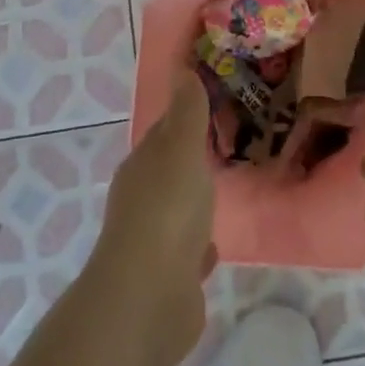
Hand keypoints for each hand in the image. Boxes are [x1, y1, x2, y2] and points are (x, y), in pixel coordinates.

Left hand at [91, 73, 217, 361]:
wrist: (149, 297)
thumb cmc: (166, 211)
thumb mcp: (181, 149)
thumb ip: (186, 112)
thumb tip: (182, 68)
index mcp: (142, 166)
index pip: (163, 132)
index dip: (183, 117)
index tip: (209, 106)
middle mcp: (140, 200)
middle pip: (168, 171)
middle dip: (188, 160)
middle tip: (224, 146)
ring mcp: (151, 241)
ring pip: (176, 211)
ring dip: (192, 202)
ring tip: (220, 192)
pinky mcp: (167, 278)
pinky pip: (186, 252)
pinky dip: (197, 245)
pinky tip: (213, 246)